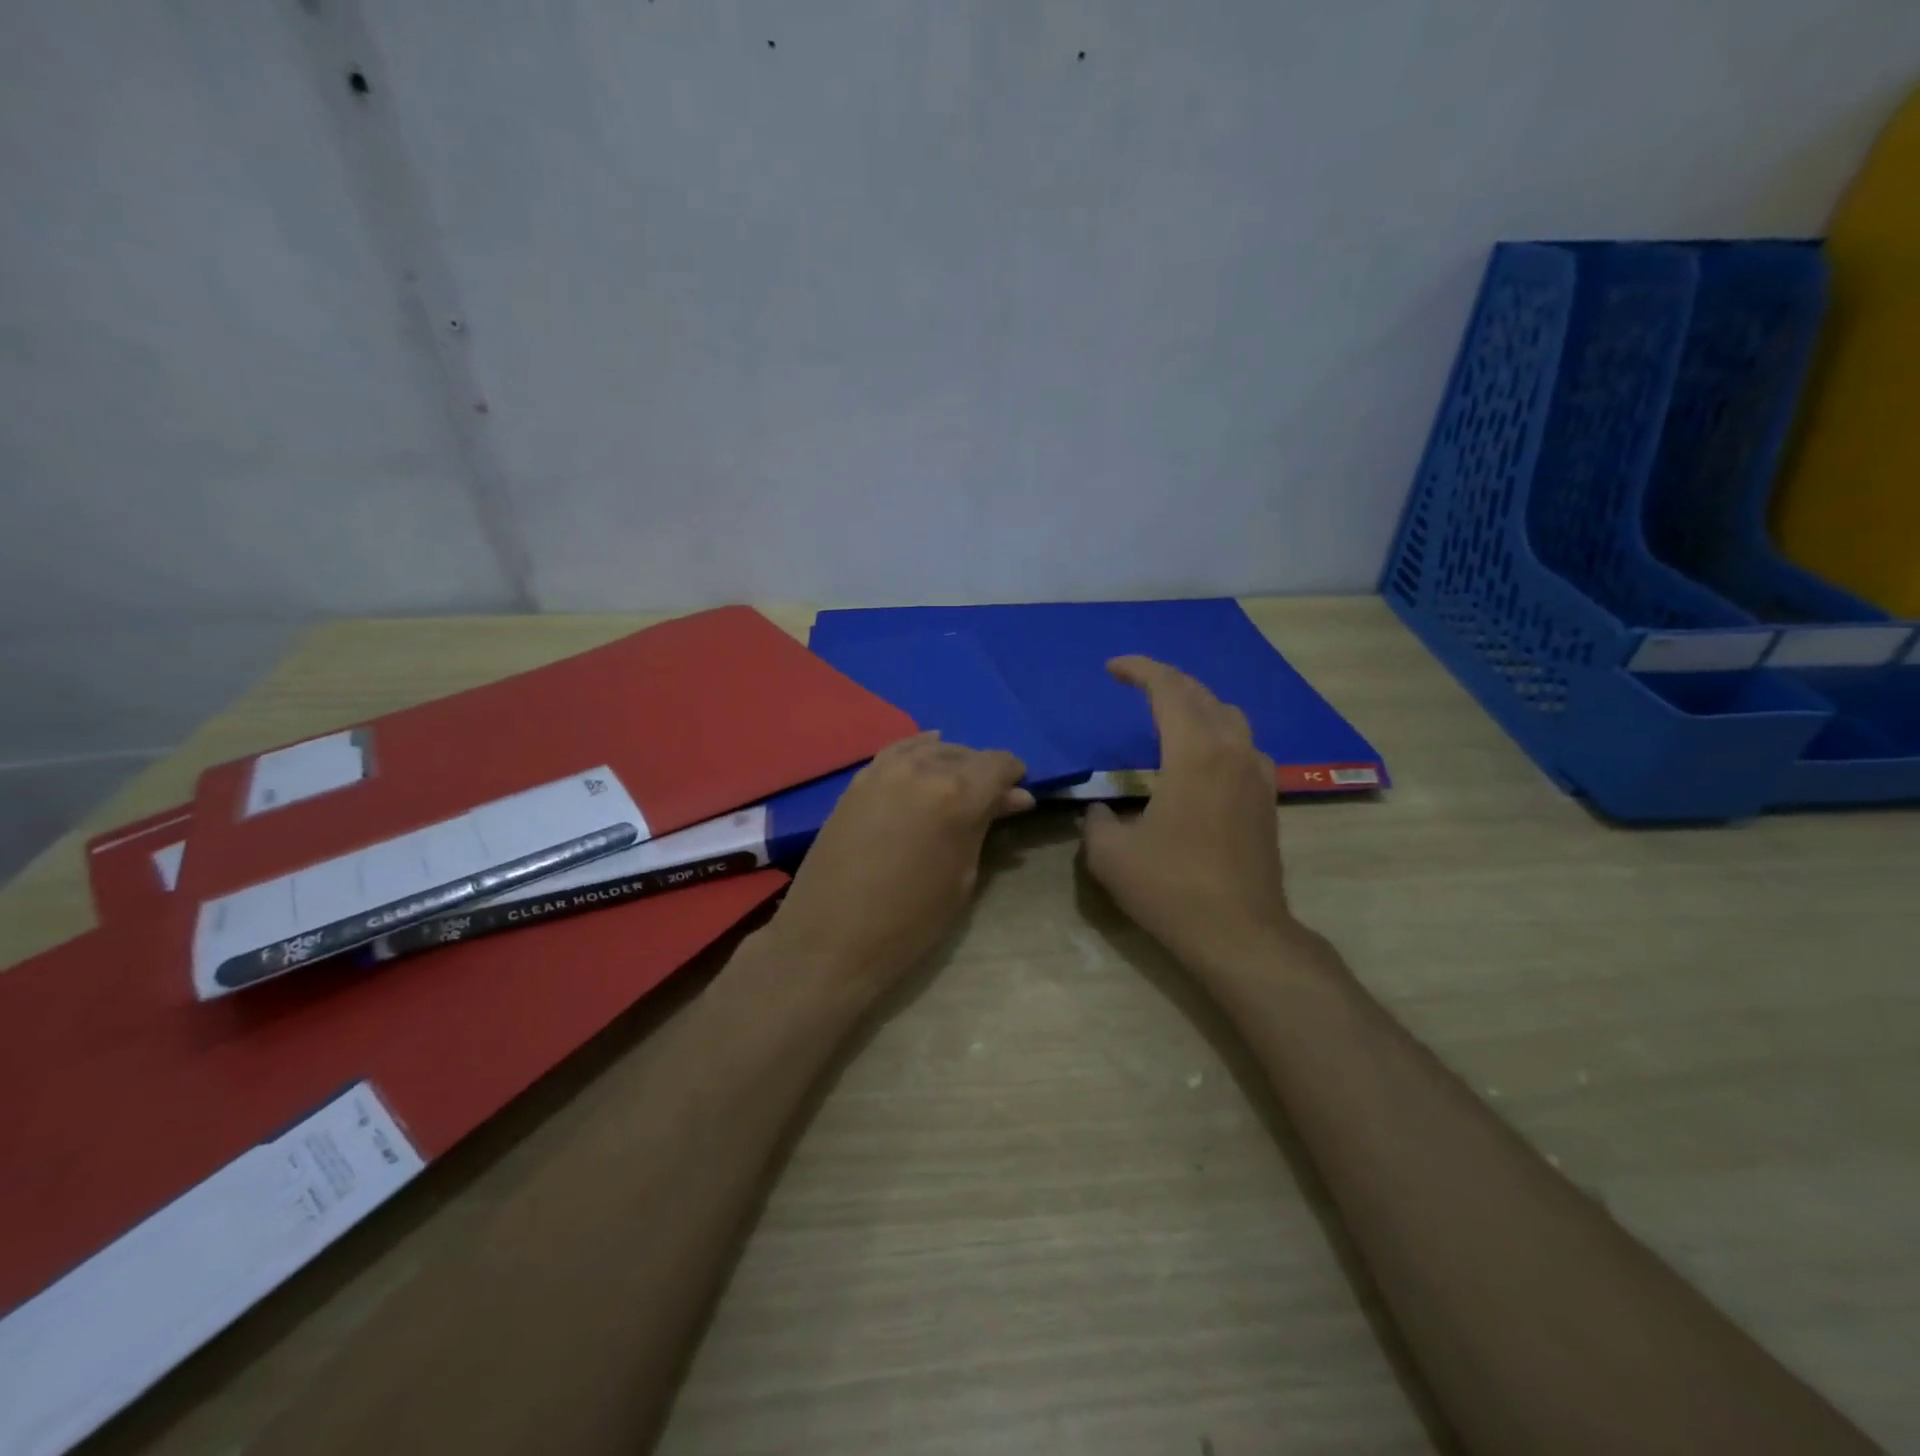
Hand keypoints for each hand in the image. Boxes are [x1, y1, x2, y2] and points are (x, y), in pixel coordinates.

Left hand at [763, 734, 1032, 1002]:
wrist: (830, 939)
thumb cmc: (909, 922)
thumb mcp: (962, 877)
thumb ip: (984, 827)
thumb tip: (1012, 798)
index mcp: (958, 794)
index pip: (998, 764)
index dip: (1014, 777)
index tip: (1017, 797)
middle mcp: (923, 769)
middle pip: (966, 754)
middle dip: (984, 773)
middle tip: (991, 801)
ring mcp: (884, 770)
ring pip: (931, 749)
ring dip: (952, 762)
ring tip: (959, 786)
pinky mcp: (858, 780)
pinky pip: (897, 751)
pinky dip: (918, 751)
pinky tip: (927, 756)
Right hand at [1080, 657, 1306, 977]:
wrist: (1240, 934)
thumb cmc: (1171, 888)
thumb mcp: (1110, 855)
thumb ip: (1096, 822)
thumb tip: (1101, 810)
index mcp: (1194, 753)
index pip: (1169, 689)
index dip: (1140, 669)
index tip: (1112, 668)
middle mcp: (1232, 752)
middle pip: (1202, 695)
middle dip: (1166, 681)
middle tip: (1136, 683)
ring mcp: (1257, 775)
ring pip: (1230, 717)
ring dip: (1197, 705)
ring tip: (1169, 714)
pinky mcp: (1267, 800)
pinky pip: (1244, 746)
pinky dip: (1219, 735)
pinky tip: (1202, 758)